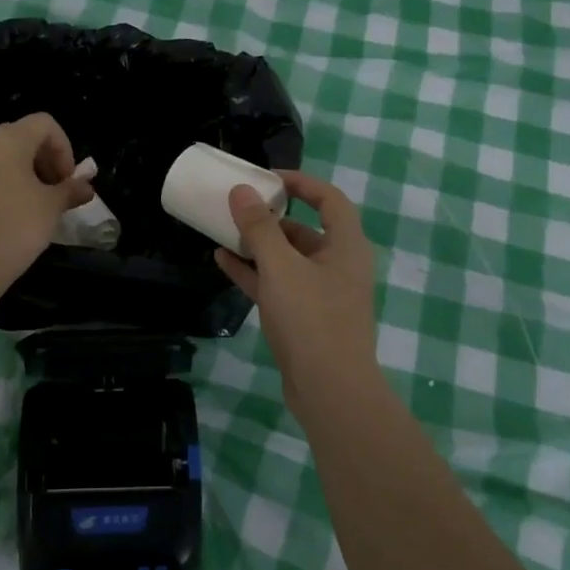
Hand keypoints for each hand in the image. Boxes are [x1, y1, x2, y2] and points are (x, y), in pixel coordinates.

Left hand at [0, 114, 93, 294]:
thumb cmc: (17, 226)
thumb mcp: (52, 207)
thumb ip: (71, 190)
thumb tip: (87, 187)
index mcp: (8, 140)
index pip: (45, 123)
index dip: (64, 147)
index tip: (68, 179)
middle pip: (23, 137)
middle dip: (46, 160)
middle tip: (58, 190)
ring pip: (3, 159)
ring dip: (27, 174)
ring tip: (38, 205)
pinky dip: (6, 187)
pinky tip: (13, 217)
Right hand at [215, 171, 380, 397]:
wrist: (330, 391)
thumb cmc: (312, 319)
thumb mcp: (281, 267)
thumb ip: (260, 228)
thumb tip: (242, 191)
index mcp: (346, 246)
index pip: (329, 199)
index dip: (301, 183)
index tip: (267, 178)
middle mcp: (338, 265)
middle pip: (305, 229)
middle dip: (272, 217)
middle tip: (240, 206)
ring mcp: (321, 294)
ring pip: (288, 259)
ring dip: (259, 245)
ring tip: (224, 231)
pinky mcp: (305, 318)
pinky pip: (278, 284)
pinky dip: (254, 272)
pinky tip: (223, 261)